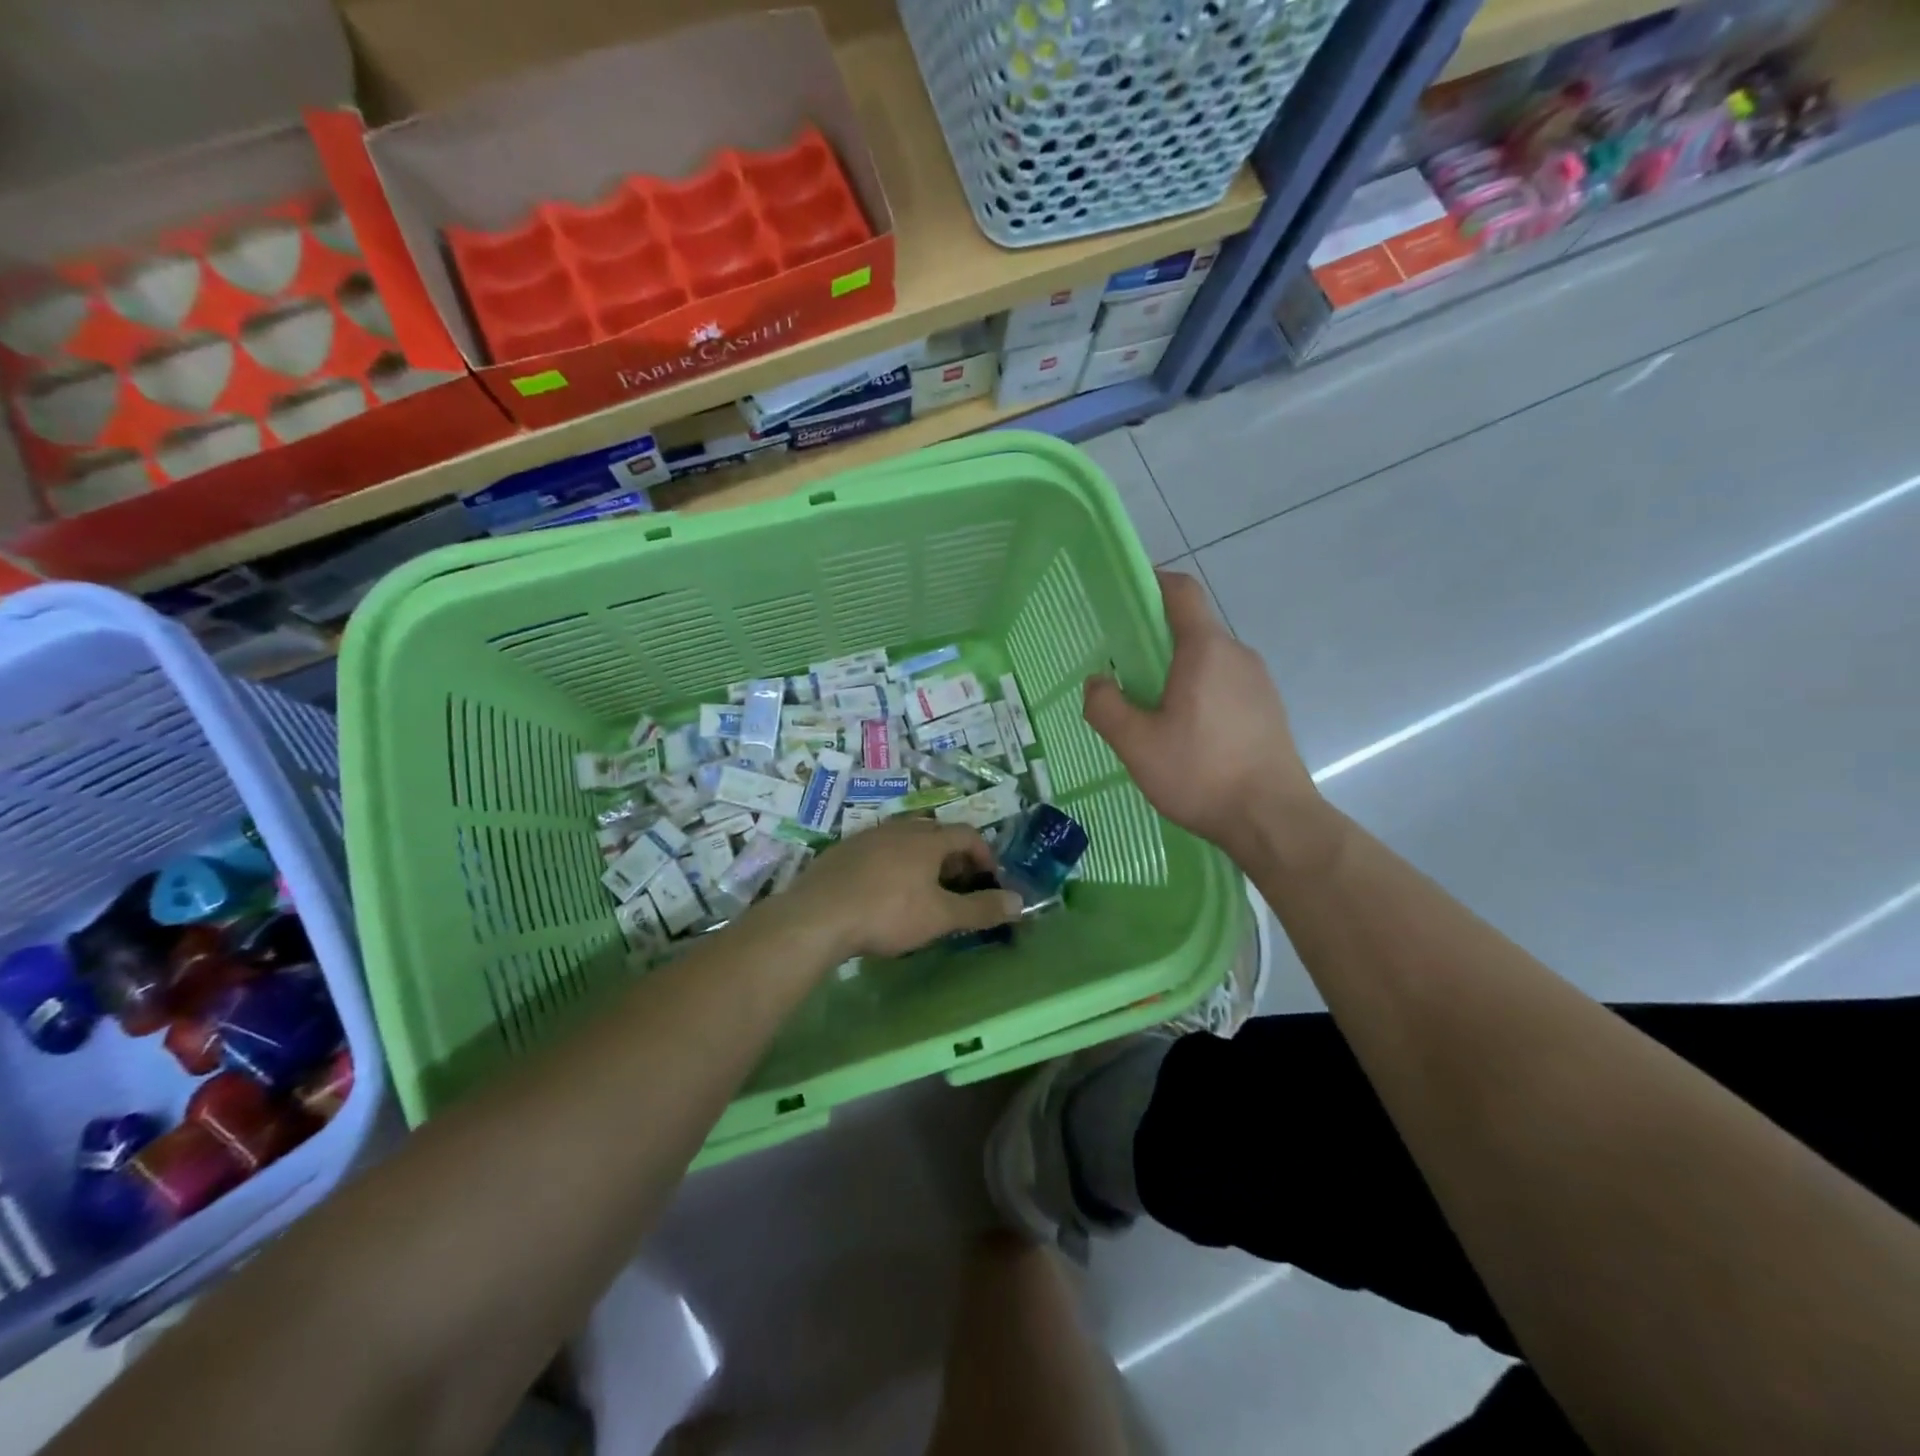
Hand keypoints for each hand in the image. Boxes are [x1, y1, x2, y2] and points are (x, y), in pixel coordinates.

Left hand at [781, 818, 1023, 960]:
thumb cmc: (888, 913)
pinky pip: (879, 851)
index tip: (990, 879)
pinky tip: (884, 892)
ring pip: (905, 840)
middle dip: (954, 857)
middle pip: (936, 833)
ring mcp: (868, 837)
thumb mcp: (941, 916)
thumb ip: (981, 909)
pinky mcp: (842, 852)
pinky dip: (893, 865)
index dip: (985, 854)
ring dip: (922, 860)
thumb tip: (1020, 902)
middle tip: (959, 885)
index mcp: (927, 839)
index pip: (967, 834)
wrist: (818, 916)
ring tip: (924, 890)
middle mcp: (899, 829)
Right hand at [1083, 569, 1320, 861]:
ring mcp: (1260, 683)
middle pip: (1193, 628)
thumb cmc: (1201, 773)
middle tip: (1123, 672)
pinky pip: (1226, 685)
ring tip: (1151, 712)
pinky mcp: (1269, 710)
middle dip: (1155, 641)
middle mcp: (1237, 655)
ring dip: (1178, 673)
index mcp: (1205, 650)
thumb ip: (1106, 707)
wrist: (1274, 820)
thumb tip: (1097, 682)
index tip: (1124, 597)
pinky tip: (1186, 735)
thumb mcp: (1136, 745)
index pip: (1181, 591)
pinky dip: (1201, 693)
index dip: (1152, 582)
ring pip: (1209, 661)